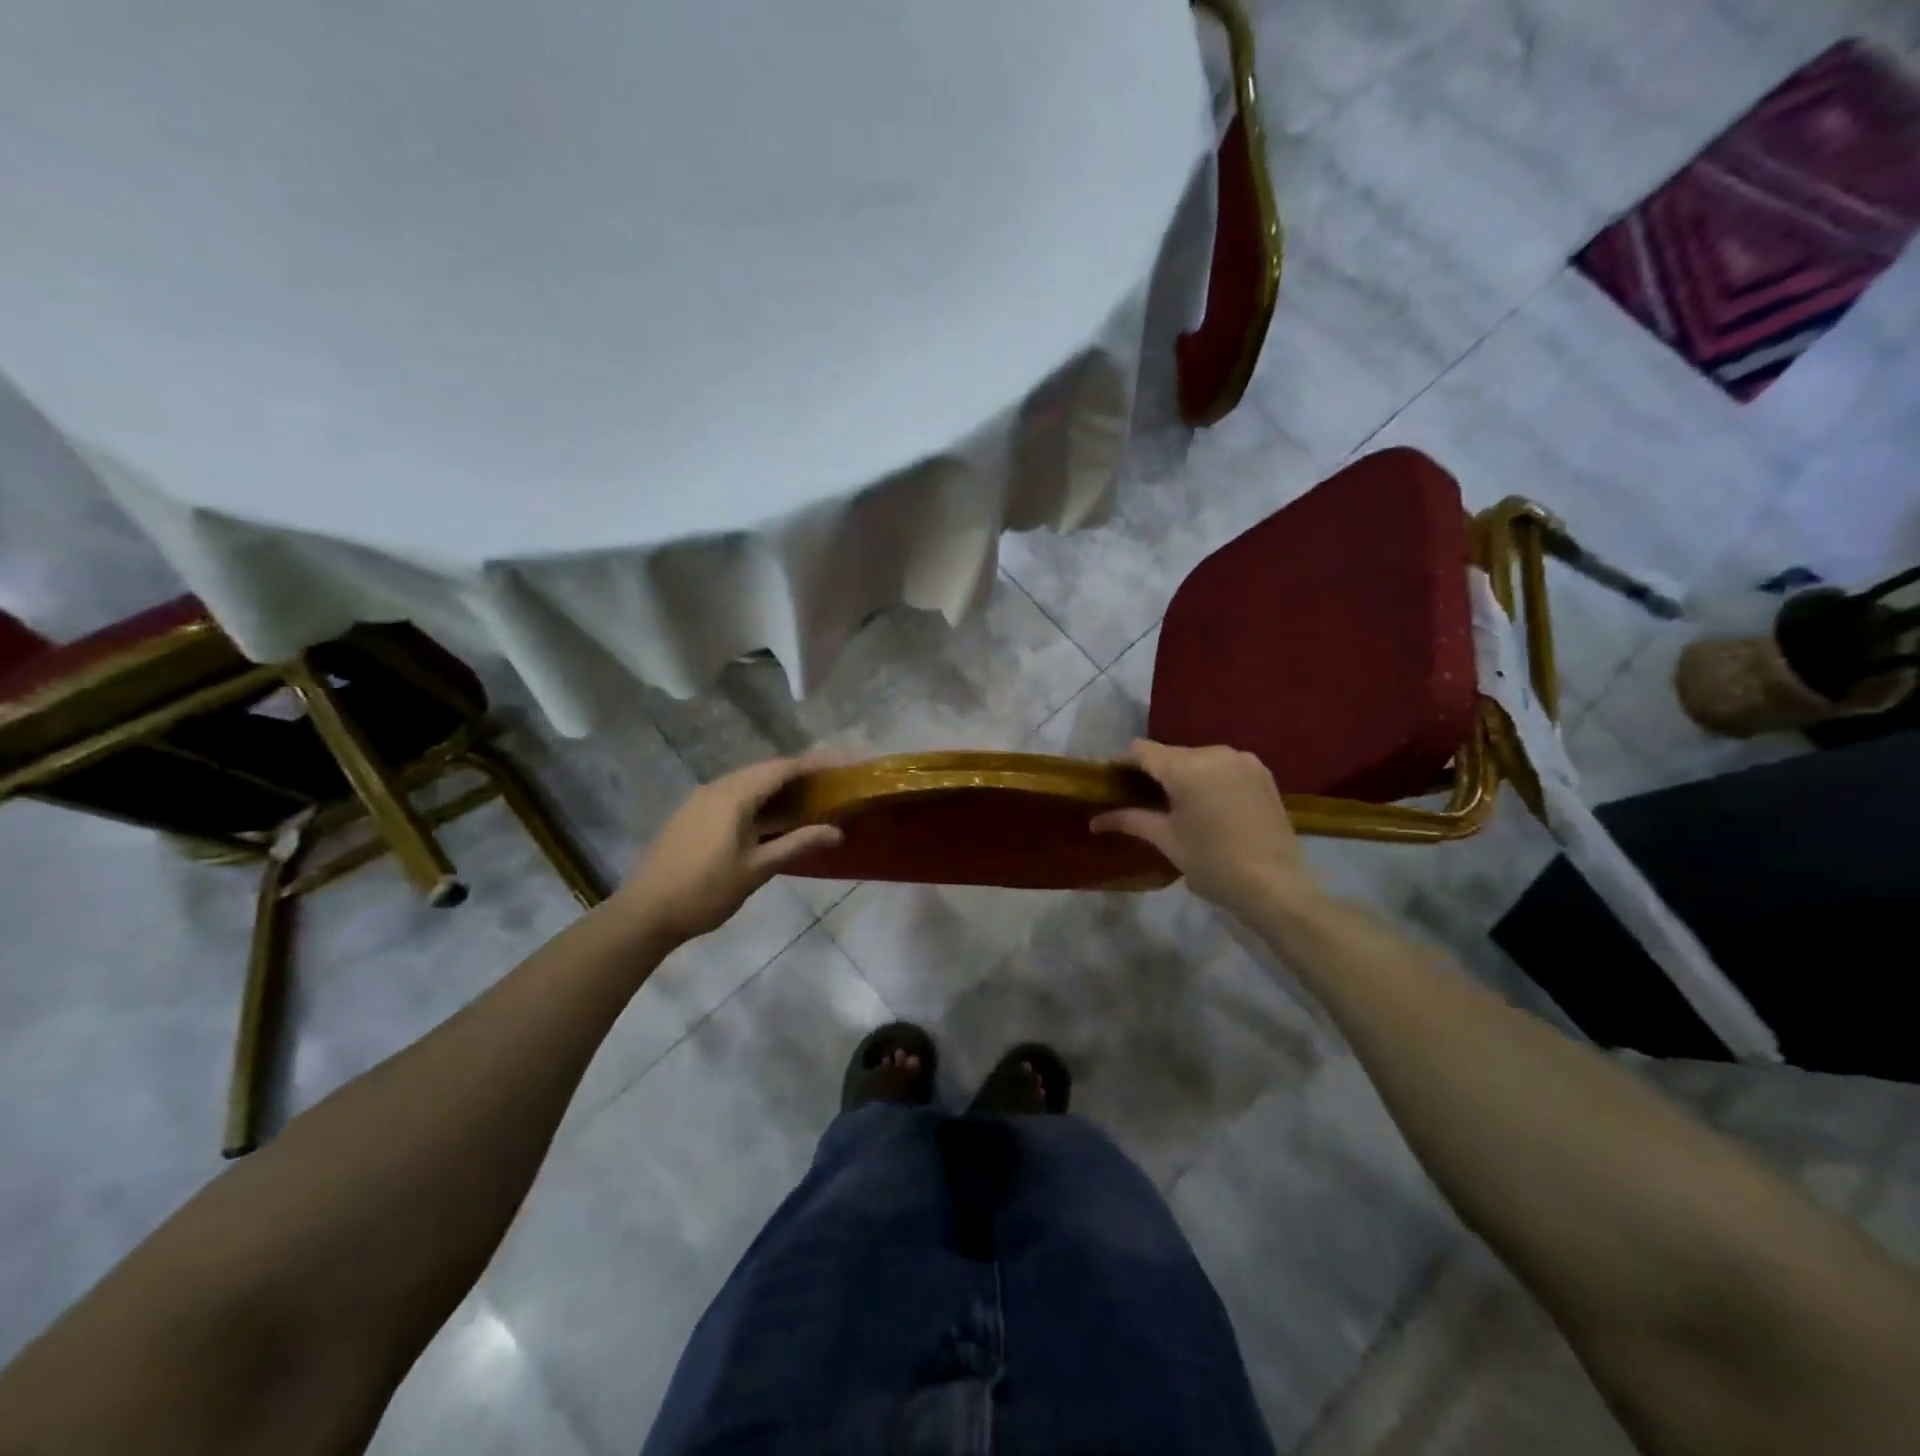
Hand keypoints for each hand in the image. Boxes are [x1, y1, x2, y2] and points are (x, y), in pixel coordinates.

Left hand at [616, 756, 842, 943]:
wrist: (644, 914)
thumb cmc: (706, 891)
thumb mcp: (757, 869)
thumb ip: (798, 844)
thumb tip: (837, 831)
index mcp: (734, 795)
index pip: (782, 768)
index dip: (815, 765)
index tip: (842, 767)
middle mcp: (716, 787)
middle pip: (765, 770)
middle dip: (799, 775)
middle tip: (830, 785)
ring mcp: (700, 800)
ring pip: (747, 782)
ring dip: (777, 788)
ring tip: (807, 802)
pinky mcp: (691, 815)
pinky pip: (733, 795)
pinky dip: (758, 800)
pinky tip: (770, 819)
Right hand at [1091, 740, 1319, 917]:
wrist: (1276, 886)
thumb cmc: (1213, 863)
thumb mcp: (1167, 840)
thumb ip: (1130, 821)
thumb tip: (1094, 821)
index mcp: (1187, 767)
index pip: (1142, 750)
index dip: (1122, 762)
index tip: (1110, 781)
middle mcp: (1215, 753)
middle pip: (1170, 754)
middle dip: (1152, 771)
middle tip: (1139, 798)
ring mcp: (1243, 761)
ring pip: (1197, 758)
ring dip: (1181, 774)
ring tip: (1174, 803)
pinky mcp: (1262, 773)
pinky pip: (1222, 766)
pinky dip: (1207, 778)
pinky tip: (1205, 803)